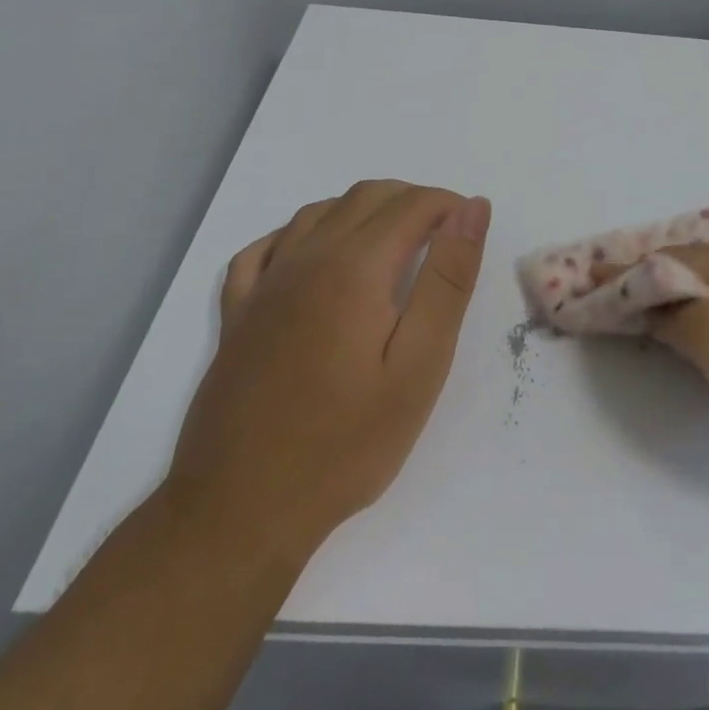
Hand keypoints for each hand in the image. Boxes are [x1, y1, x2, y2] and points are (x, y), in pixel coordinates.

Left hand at [166, 181, 490, 567]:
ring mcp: (264, 285)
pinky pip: (265, 247)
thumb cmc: (345, 444)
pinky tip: (315, 257)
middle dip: (414, 201)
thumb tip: (472, 209)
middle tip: (444, 240)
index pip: (413, 204)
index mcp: (354, 267)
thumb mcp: (419, 366)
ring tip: (393, 246)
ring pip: (319, 211)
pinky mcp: (237, 314)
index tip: (471, 232)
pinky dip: (300, 234)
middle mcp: (306, 258)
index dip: (451, 206)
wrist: (238, 514)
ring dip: (363, 210)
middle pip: (367, 195)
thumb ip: (448, 279)